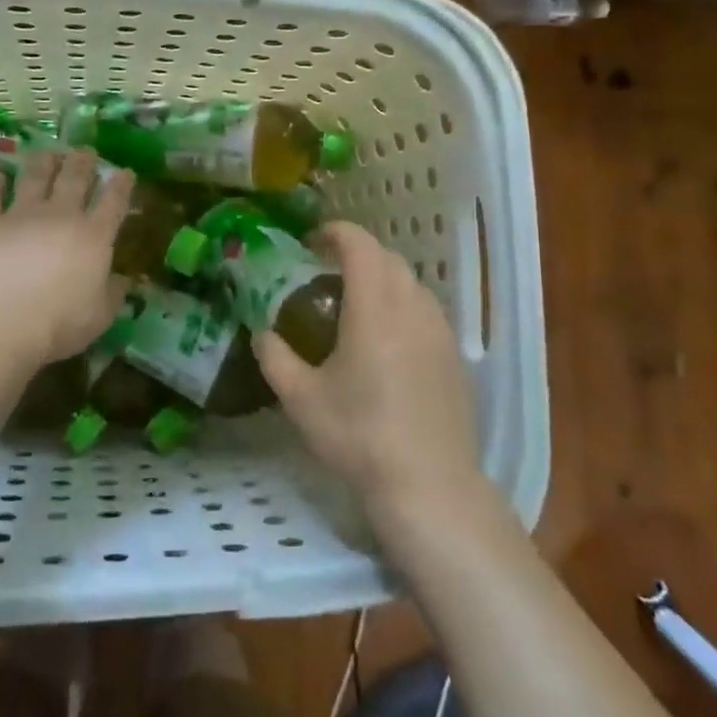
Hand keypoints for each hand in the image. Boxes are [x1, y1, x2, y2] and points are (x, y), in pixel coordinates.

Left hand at [0, 148, 131, 376]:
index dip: (122, 184)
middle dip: (83, 161)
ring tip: (48, 152)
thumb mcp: (99, 316)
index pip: (114, 201)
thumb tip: (123, 281)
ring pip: (33, 177)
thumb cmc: (58, 323)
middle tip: (86, 151)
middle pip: (74, 178)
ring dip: (43, 162)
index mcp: (94, 236)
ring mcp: (20, 216)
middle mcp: (59, 216)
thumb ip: (113, 294)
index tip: (126, 171)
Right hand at [254, 222, 483, 524]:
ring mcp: (440, 330)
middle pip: (388, 258)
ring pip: (412, 283)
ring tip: (357, 304)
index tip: (313, 240)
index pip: (359, 245)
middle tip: (328, 273)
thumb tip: (262, 333)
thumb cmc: (359, 435)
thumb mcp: (301, 399)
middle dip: (358, 253)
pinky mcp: (455, 355)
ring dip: (383, 278)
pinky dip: (403, 305)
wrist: (429, 484)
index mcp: (374, 307)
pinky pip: (427, 310)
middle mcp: (412, 307)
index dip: (335, 232)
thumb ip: (275, 358)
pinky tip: (388, 340)